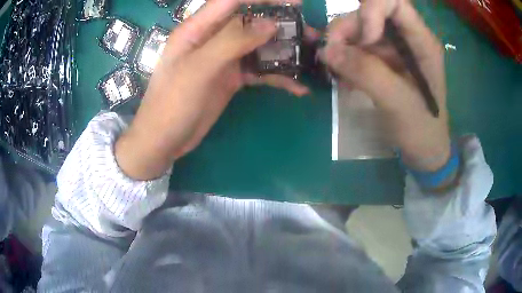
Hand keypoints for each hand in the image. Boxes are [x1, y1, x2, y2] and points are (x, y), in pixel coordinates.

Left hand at [116, 0, 308, 179]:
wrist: (164, 140)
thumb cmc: (171, 103)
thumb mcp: (198, 69)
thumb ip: (232, 41)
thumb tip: (270, 23)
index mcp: (198, 29)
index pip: (232, 1)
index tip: (294, 3)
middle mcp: (212, 39)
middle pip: (250, 21)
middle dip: (279, 23)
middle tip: (307, 31)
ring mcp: (223, 59)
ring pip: (257, 46)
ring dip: (283, 50)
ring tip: (309, 56)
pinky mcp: (231, 78)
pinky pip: (258, 71)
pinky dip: (277, 76)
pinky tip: (296, 86)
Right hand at [320, 0, 450, 171]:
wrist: (423, 149)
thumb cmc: (421, 128)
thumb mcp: (398, 102)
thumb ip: (367, 73)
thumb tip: (328, 51)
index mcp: (421, 41)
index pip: (394, 2)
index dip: (372, 10)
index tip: (363, 40)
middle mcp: (405, 38)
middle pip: (370, 14)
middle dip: (348, 30)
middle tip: (332, 56)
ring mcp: (392, 48)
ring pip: (358, 30)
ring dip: (342, 46)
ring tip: (337, 72)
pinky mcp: (381, 60)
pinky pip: (356, 48)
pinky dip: (344, 59)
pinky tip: (344, 78)